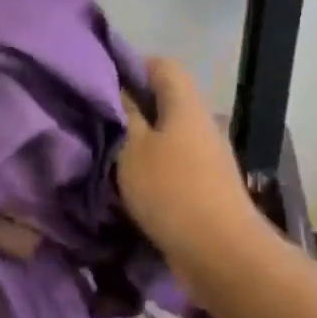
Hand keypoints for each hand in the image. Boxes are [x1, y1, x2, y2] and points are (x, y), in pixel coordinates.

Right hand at [118, 57, 268, 273]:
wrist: (220, 252)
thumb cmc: (171, 190)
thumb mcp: (133, 148)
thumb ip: (124, 115)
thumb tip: (120, 88)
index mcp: (186, 105)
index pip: (162, 65)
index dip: (132, 66)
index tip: (102, 82)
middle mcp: (201, 124)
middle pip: (165, 101)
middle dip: (132, 108)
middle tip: (97, 120)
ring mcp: (208, 157)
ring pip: (168, 135)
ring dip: (141, 142)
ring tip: (106, 153)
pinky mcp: (206, 186)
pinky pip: (174, 164)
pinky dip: (152, 168)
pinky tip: (128, 183)